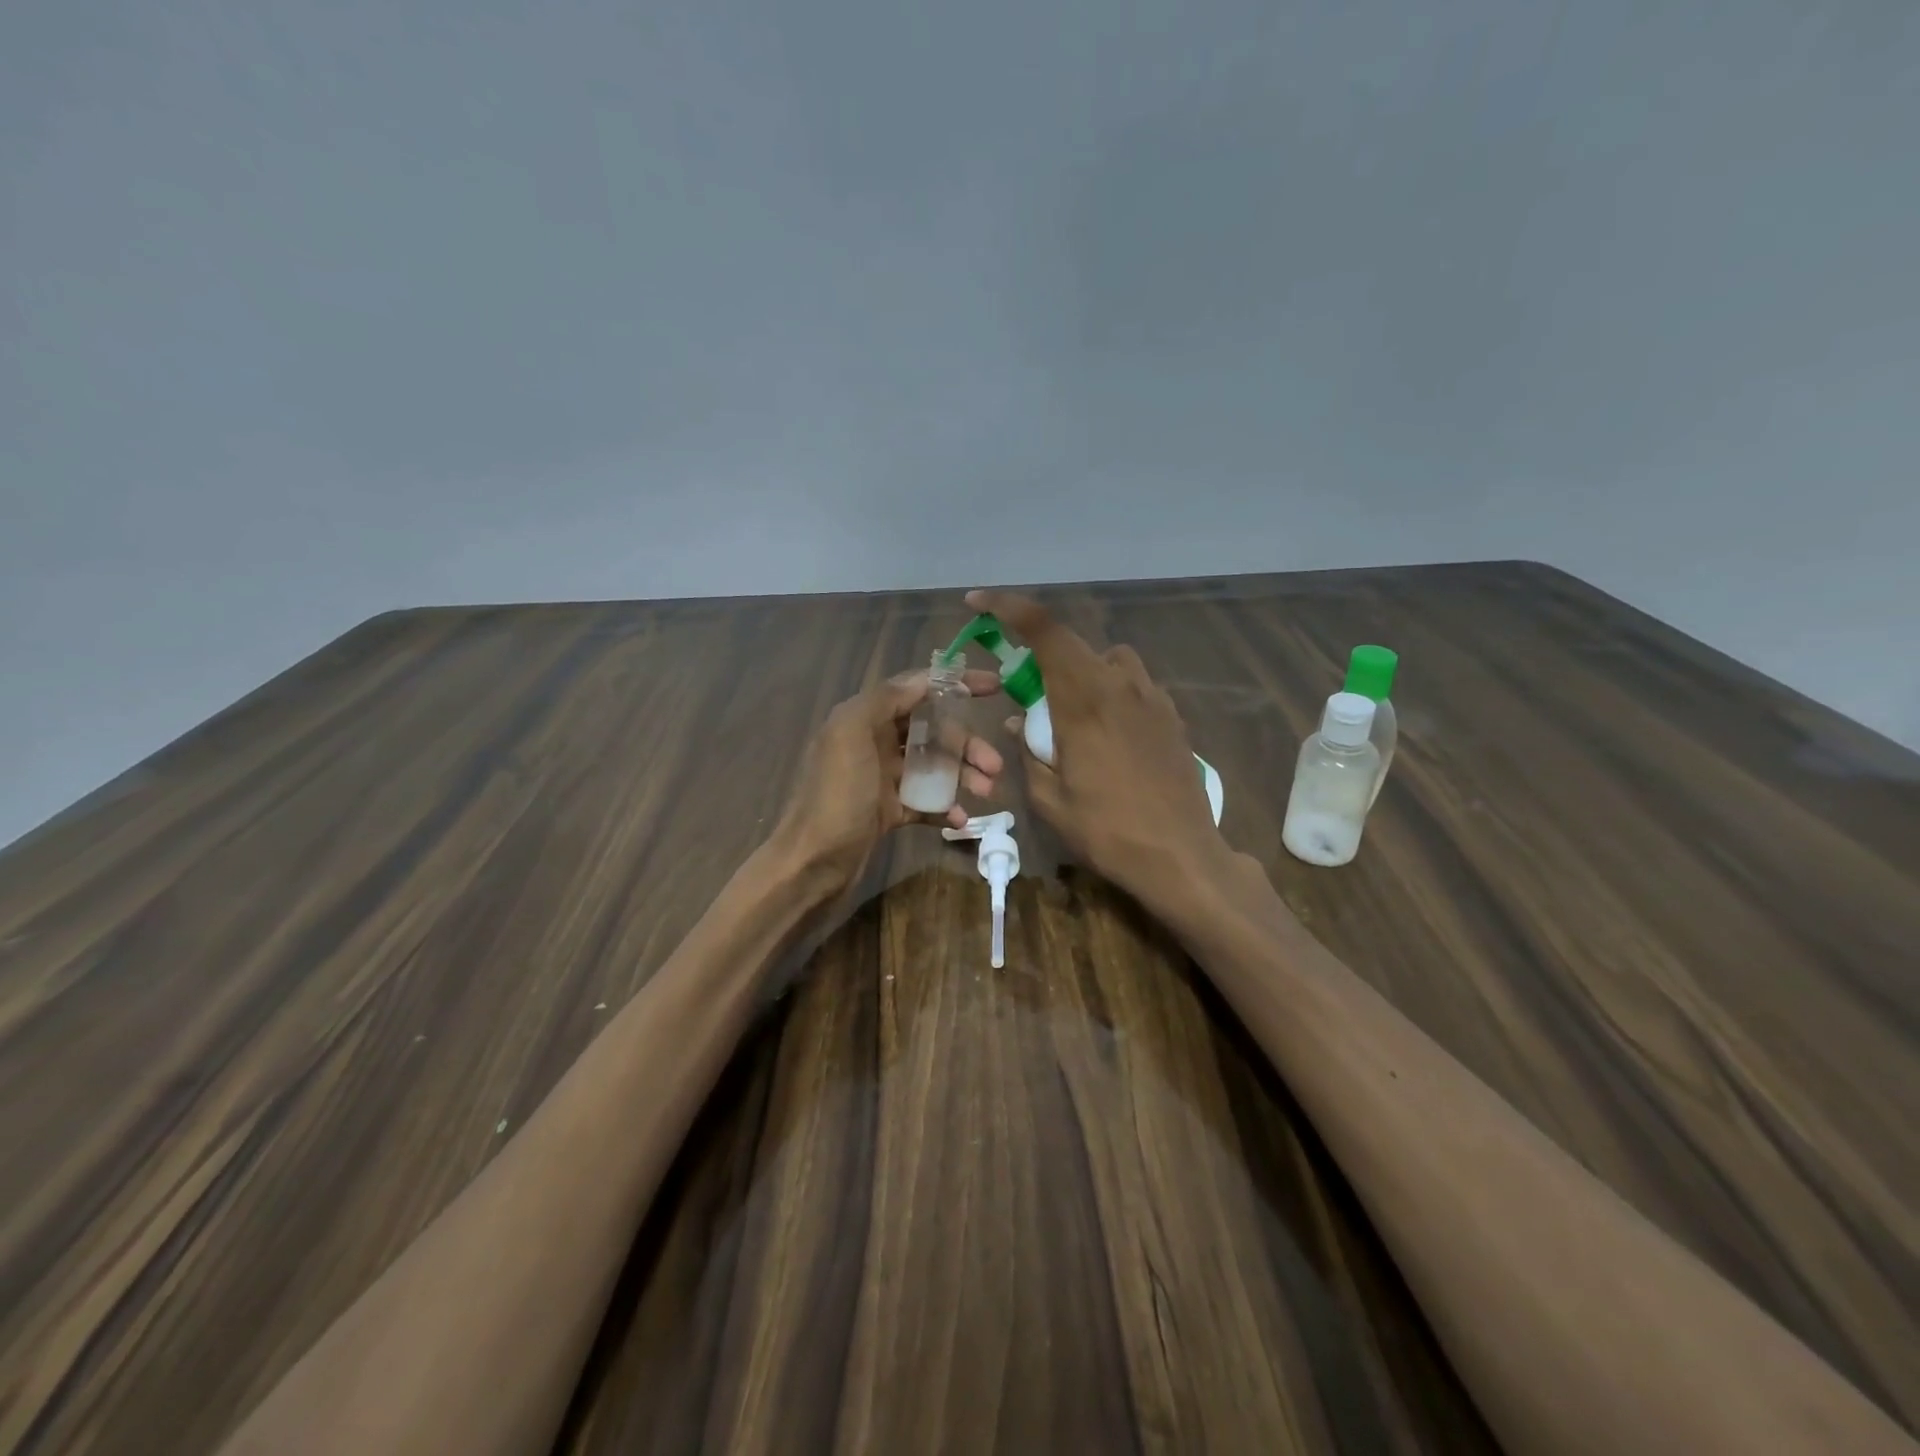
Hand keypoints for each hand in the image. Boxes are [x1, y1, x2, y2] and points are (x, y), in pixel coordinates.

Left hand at [773, 666, 1004, 898]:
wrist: (812, 863)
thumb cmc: (835, 796)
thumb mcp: (850, 735)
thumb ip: (884, 701)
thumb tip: (924, 681)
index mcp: (863, 718)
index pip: (916, 689)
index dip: (955, 683)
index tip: (994, 686)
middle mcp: (873, 743)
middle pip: (932, 731)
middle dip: (966, 743)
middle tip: (995, 765)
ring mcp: (882, 779)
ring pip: (933, 766)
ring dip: (963, 775)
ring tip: (987, 792)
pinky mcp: (888, 811)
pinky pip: (925, 801)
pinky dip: (945, 806)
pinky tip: (960, 819)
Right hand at [966, 589, 1230, 914]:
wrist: (1181, 857)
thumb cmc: (1107, 830)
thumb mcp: (1049, 799)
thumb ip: (1028, 751)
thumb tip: (1019, 720)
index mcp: (1084, 699)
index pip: (1045, 631)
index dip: (1009, 607)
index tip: (979, 602)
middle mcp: (1121, 686)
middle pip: (1076, 644)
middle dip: (1044, 656)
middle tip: (1028, 694)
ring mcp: (1153, 700)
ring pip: (1111, 661)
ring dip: (1084, 673)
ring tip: (1072, 715)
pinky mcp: (1173, 718)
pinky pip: (1135, 686)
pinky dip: (1112, 694)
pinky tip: (1109, 736)